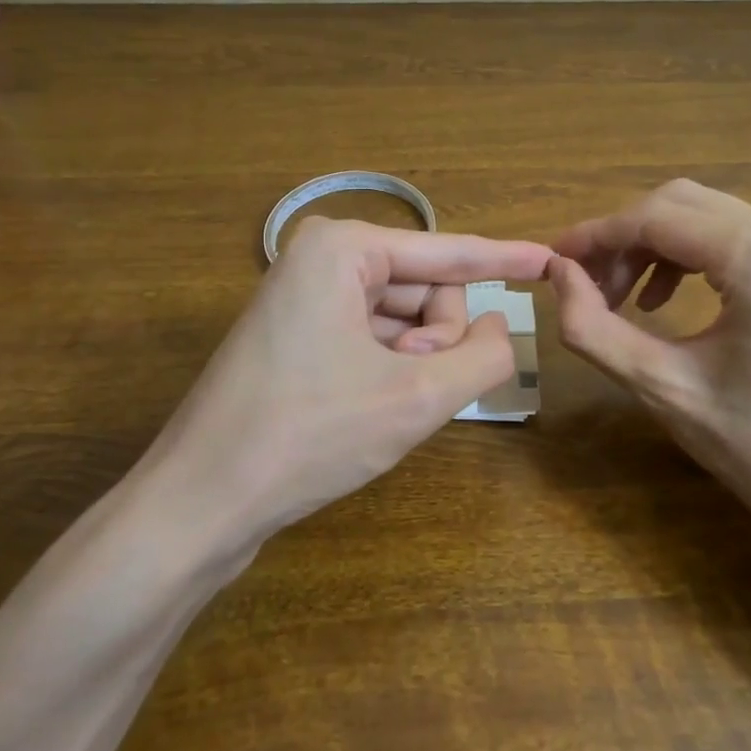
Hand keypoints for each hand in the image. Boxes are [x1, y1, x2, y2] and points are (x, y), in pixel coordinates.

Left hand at [144, 218, 551, 546]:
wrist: (200, 502)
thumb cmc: (310, 436)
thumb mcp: (416, 397)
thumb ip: (483, 357)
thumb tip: (501, 327)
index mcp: (343, 249)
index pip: (449, 253)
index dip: (505, 259)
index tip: (550, 259)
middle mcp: (320, 258)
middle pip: (424, 289)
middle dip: (436, 339)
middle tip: (414, 387)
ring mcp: (302, 296)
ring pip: (401, 318)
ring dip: (414, 360)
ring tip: (388, 404)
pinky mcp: (294, 334)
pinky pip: (370, 336)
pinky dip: (389, 368)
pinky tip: (371, 406)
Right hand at [549, 180, 750, 551]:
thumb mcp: (662, 387)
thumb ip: (593, 326)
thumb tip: (557, 273)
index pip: (657, 217)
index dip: (596, 235)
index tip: (554, 260)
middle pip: (682, 205)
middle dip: (624, 239)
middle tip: (587, 286)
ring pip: (709, 217)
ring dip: (655, 247)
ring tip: (623, 300)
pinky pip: (739, 239)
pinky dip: (692, 258)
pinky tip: (667, 302)